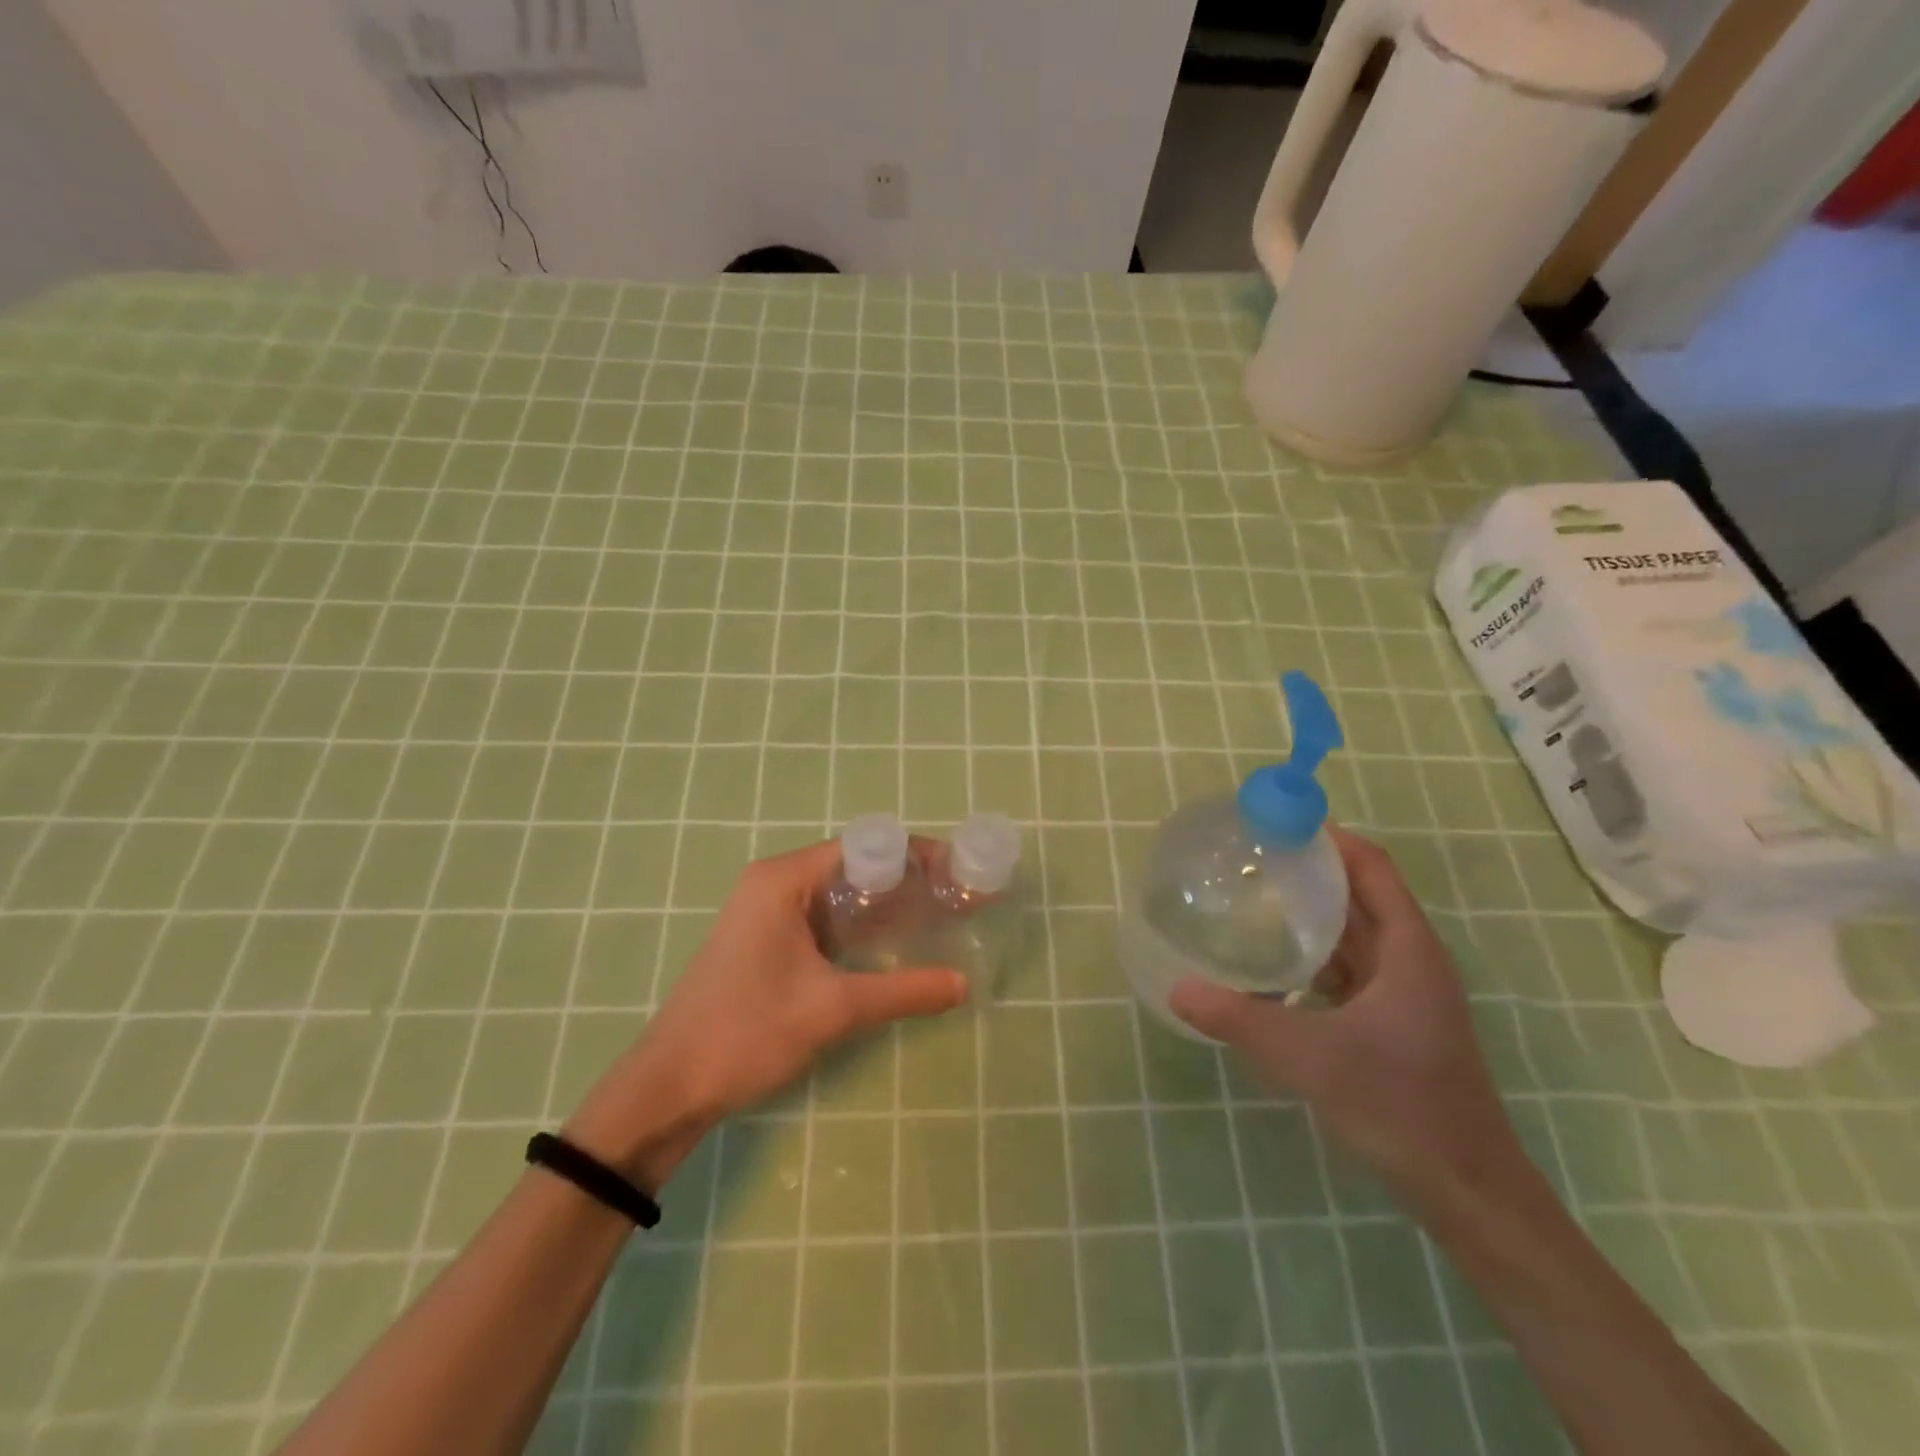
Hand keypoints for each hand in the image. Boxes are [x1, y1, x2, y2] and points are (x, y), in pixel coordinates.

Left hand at [565, 839, 967, 1187]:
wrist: (668, 1088)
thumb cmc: (746, 1033)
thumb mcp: (832, 1009)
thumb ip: (903, 992)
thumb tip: (965, 985)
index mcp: (784, 878)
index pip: (866, 847)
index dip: (917, 857)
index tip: (961, 873)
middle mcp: (776, 882)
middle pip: (856, 867)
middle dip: (909, 882)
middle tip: (962, 897)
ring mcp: (769, 912)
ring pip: (842, 896)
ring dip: (888, 906)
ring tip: (942, 917)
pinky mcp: (769, 940)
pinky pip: (826, 921)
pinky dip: (863, 929)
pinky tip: (898, 945)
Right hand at [1170, 826, 1528, 1216]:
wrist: (1468, 1192)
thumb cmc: (1401, 1108)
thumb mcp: (1311, 1059)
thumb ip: (1240, 1021)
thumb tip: (1177, 988)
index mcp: (1407, 950)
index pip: (1370, 866)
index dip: (1329, 837)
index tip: (1276, 823)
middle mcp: (1409, 960)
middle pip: (1360, 893)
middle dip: (1309, 869)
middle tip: (1249, 857)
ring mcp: (1403, 993)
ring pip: (1353, 933)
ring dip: (1310, 912)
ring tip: (1253, 898)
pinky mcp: (1392, 1022)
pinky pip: (1347, 968)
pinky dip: (1313, 954)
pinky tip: (1272, 964)